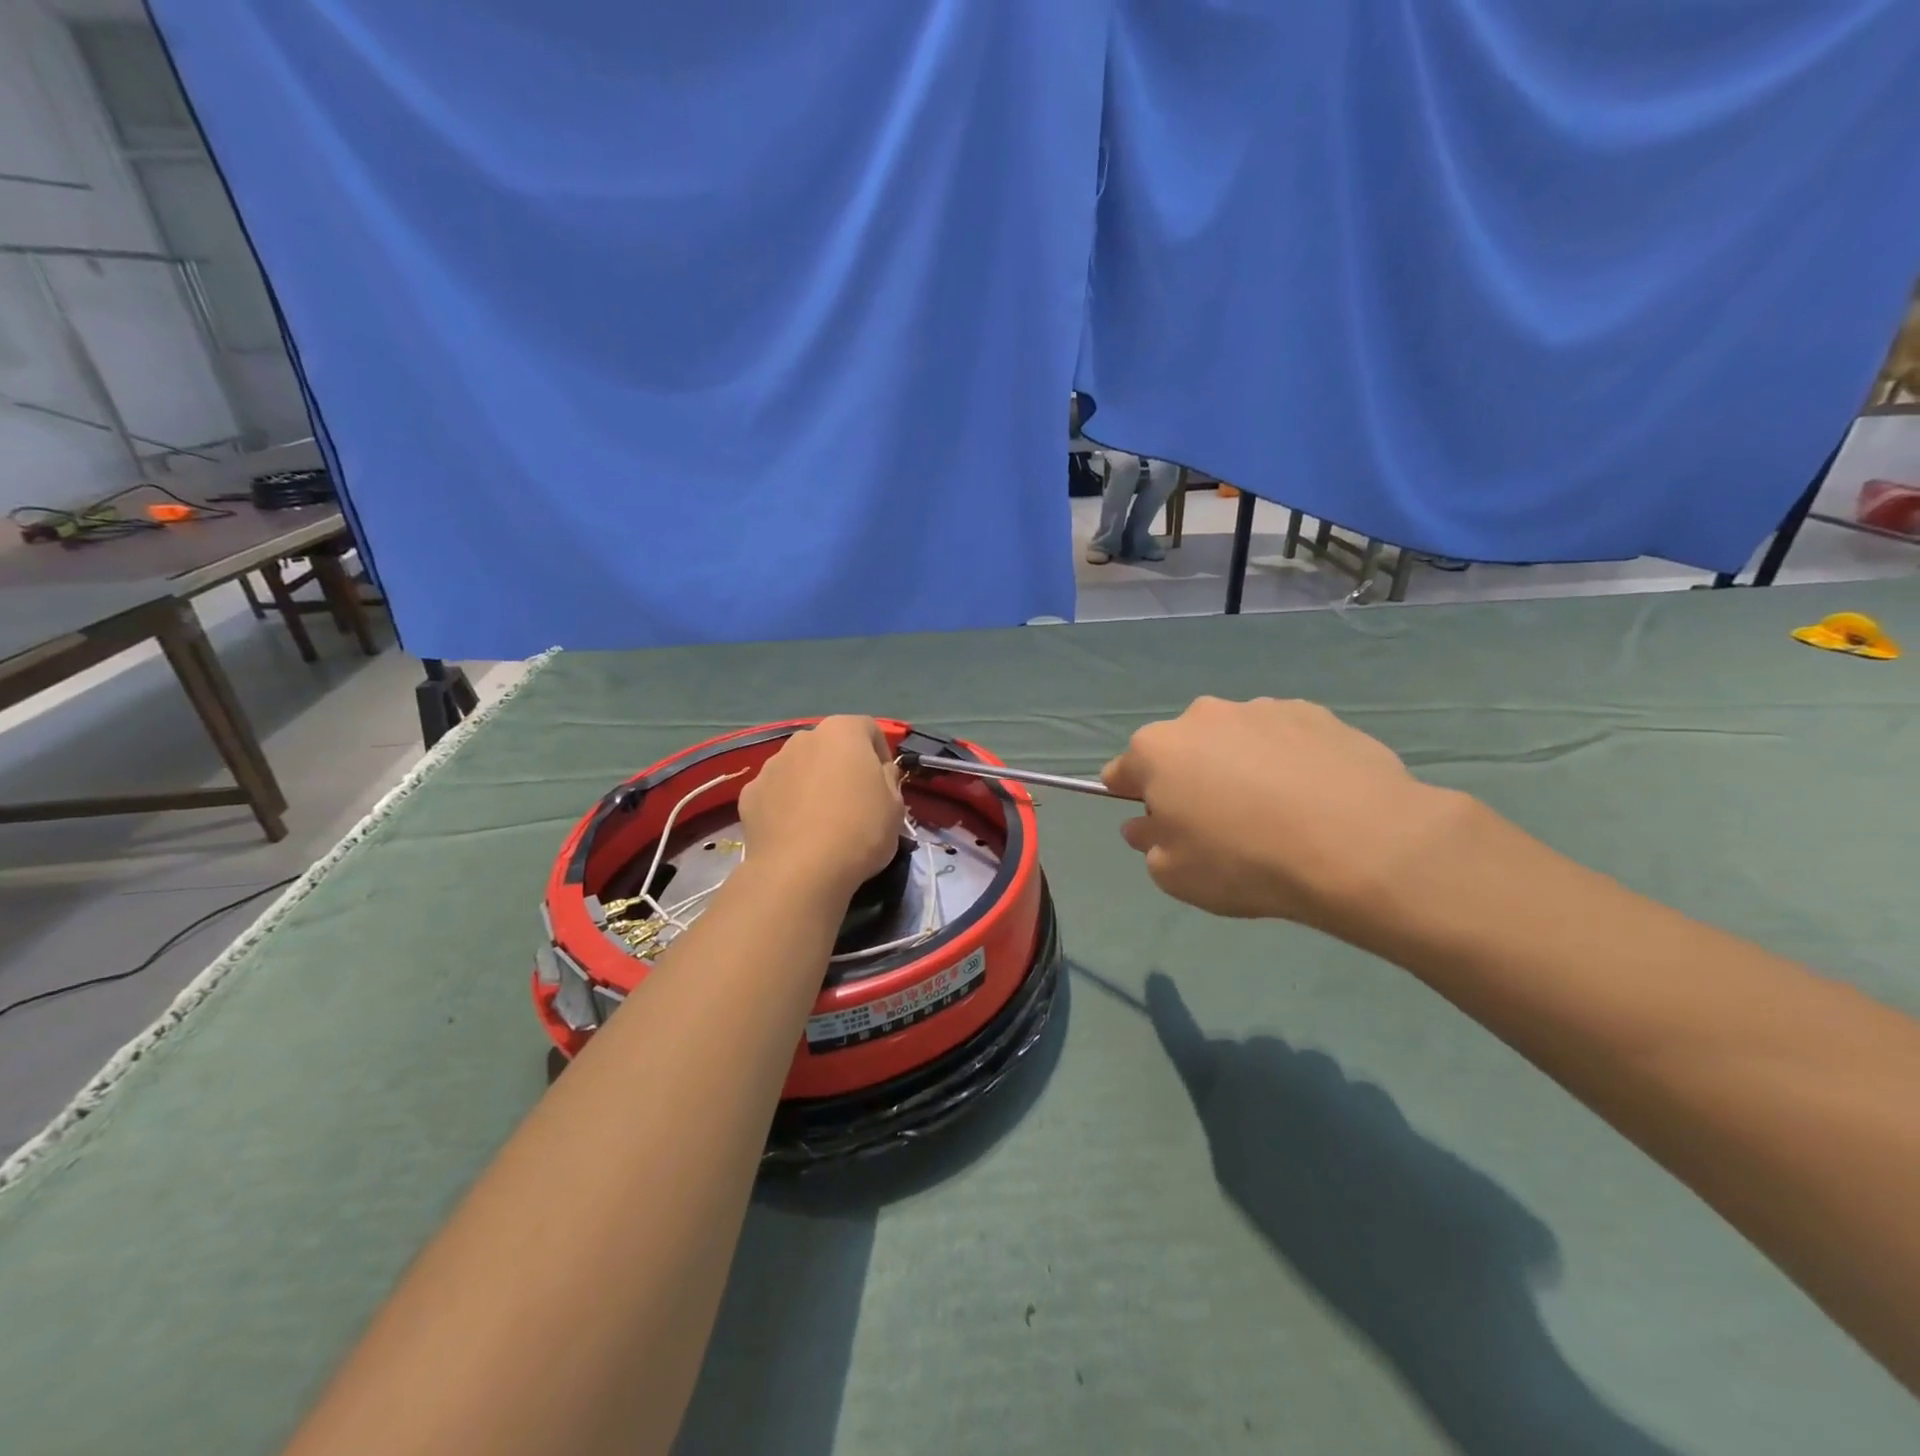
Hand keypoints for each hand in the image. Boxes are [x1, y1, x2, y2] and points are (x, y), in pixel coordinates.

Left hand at [739, 717, 903, 898]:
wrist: (800, 871)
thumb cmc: (859, 831)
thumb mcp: (895, 807)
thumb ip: (889, 779)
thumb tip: (880, 771)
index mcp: (842, 732)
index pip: (868, 728)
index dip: (880, 753)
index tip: (884, 782)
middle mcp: (803, 739)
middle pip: (829, 745)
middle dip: (842, 766)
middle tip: (854, 800)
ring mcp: (771, 765)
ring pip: (800, 767)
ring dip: (812, 783)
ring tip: (821, 820)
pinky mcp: (749, 794)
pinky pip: (776, 793)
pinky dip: (786, 805)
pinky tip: (796, 833)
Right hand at [1101, 697, 1463, 930]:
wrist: (1358, 844)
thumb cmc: (1244, 861)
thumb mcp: (1173, 874)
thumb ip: (1148, 843)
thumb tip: (1146, 823)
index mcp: (1156, 750)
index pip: (1122, 770)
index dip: (1132, 798)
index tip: (1154, 823)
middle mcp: (1202, 716)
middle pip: (1181, 750)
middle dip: (1189, 779)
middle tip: (1219, 824)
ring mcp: (1260, 708)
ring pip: (1233, 741)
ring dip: (1239, 767)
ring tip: (1276, 812)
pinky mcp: (1314, 713)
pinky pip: (1283, 739)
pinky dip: (1286, 761)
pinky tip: (1313, 798)